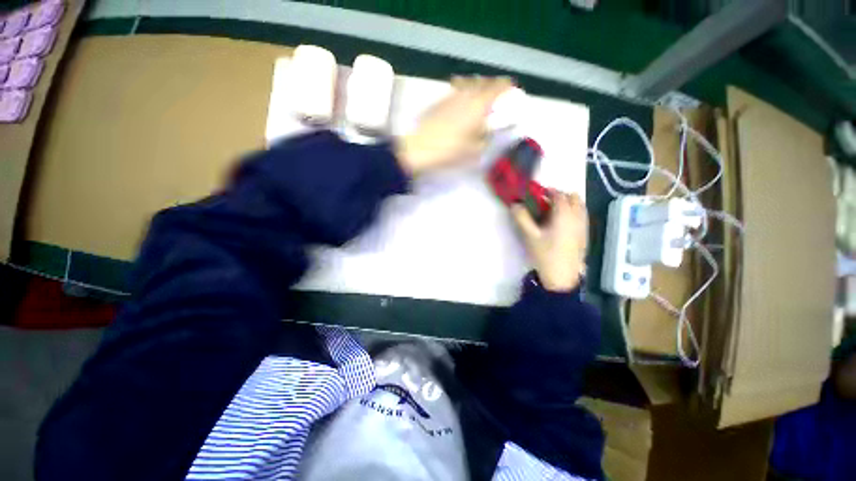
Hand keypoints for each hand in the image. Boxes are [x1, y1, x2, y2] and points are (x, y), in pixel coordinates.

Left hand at [395, 76, 512, 175]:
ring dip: (477, 85)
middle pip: (483, 82)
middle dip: (493, 85)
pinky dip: (463, 91)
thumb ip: (486, 139)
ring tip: (479, 93)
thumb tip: (490, 132)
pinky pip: (455, 90)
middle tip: (497, 92)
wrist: (419, 149)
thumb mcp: (474, 151)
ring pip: (468, 83)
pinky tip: (461, 100)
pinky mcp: (439, 101)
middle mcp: (466, 95)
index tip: (512, 89)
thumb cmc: (449, 151)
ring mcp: (451, 96)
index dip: (506, 87)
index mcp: (478, 106)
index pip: (497, 88)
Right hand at [512, 193, 587, 291]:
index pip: (559, 195)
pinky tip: (562, 224)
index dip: (548, 191)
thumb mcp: (530, 236)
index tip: (538, 194)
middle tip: (546, 203)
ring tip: (553, 212)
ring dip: (568, 203)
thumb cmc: (545, 254)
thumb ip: (521, 218)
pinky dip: (573, 212)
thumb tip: (515, 204)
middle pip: (574, 197)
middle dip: (560, 196)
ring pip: (580, 206)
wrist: (562, 275)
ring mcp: (584, 226)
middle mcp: (577, 217)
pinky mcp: (585, 234)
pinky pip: (582, 216)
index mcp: (564, 215)